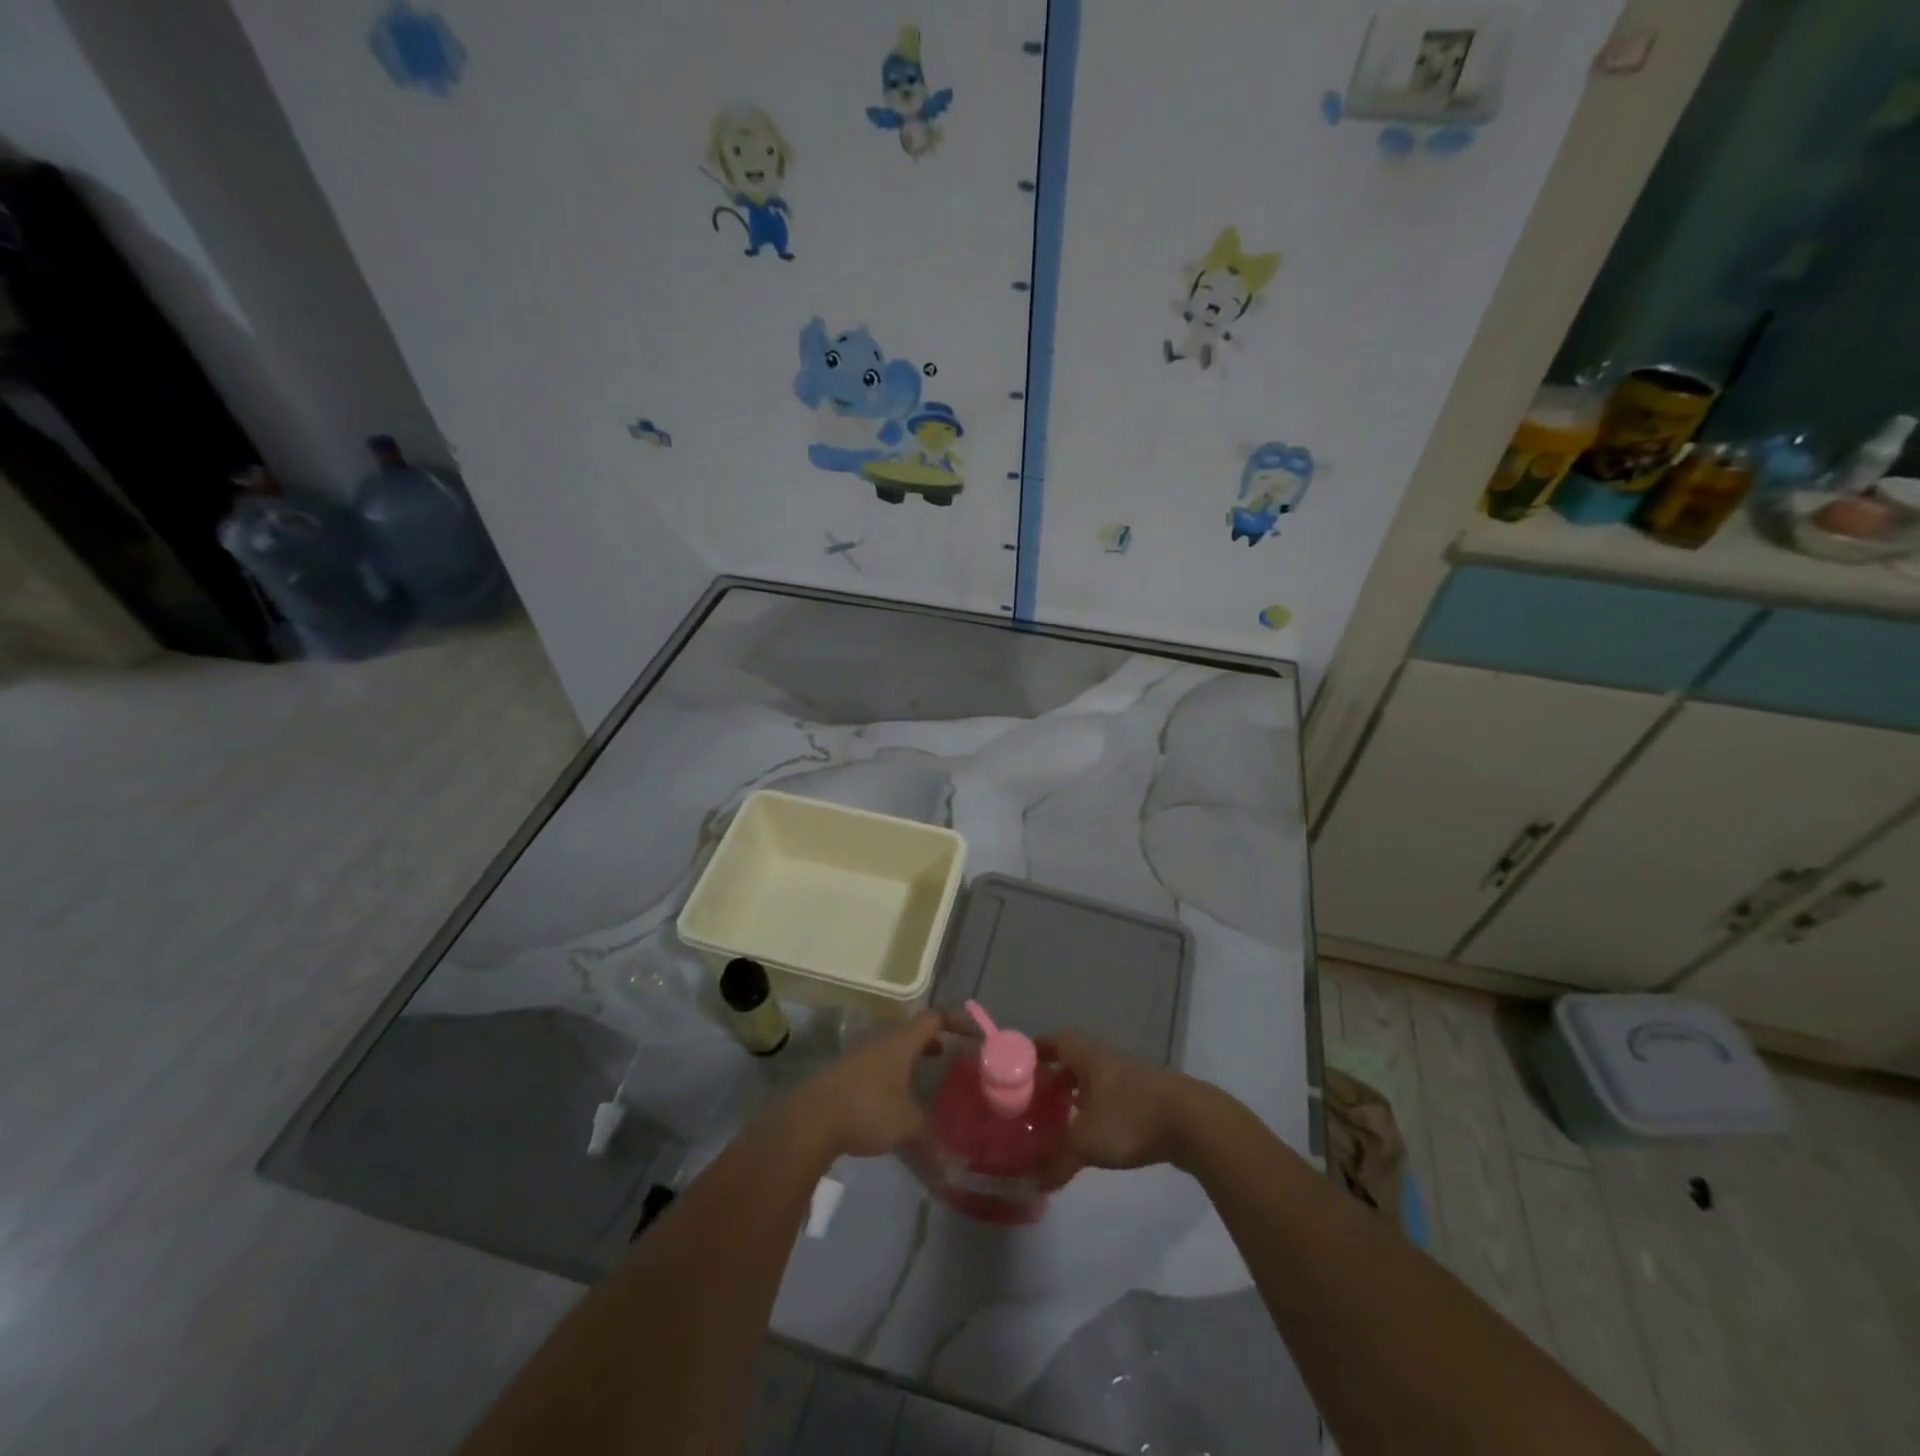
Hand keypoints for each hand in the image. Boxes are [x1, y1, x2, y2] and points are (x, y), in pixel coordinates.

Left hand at [790, 1010, 946, 1159]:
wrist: (810, 1120)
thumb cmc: (867, 1109)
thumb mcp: (906, 1126)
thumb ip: (930, 1142)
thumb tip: (950, 1170)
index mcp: (901, 1042)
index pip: (933, 1018)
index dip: (955, 1022)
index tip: (972, 1034)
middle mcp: (881, 1042)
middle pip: (911, 1032)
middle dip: (931, 1042)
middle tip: (948, 1057)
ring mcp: (859, 1057)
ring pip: (892, 1050)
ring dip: (909, 1059)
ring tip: (924, 1079)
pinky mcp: (844, 1075)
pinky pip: (876, 1067)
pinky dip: (892, 1075)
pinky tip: (894, 1101)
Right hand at [1037, 1031, 1196, 1186]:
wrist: (1192, 1122)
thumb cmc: (1129, 1117)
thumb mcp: (1085, 1142)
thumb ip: (1057, 1161)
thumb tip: (1034, 1183)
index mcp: (1085, 1056)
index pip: (1052, 1042)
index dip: (1034, 1053)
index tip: (1016, 1069)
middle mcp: (1104, 1059)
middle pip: (1071, 1061)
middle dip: (1052, 1078)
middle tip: (1033, 1101)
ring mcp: (1128, 1076)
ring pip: (1092, 1080)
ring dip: (1075, 1095)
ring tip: (1057, 1120)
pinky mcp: (1146, 1097)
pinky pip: (1110, 1097)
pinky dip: (1096, 1109)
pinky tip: (1092, 1132)